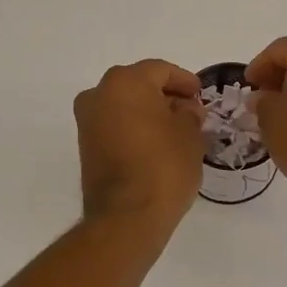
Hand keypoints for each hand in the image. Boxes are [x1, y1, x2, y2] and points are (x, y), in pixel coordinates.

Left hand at [74, 60, 205, 234]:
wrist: (127, 216)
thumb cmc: (164, 165)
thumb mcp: (190, 135)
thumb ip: (189, 114)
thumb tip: (184, 110)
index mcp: (125, 82)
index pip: (160, 70)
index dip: (184, 81)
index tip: (200, 95)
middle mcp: (99, 94)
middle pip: (138, 85)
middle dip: (165, 95)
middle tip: (190, 111)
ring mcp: (87, 122)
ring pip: (124, 105)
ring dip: (148, 112)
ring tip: (176, 130)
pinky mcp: (85, 146)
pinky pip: (115, 125)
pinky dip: (134, 128)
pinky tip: (156, 144)